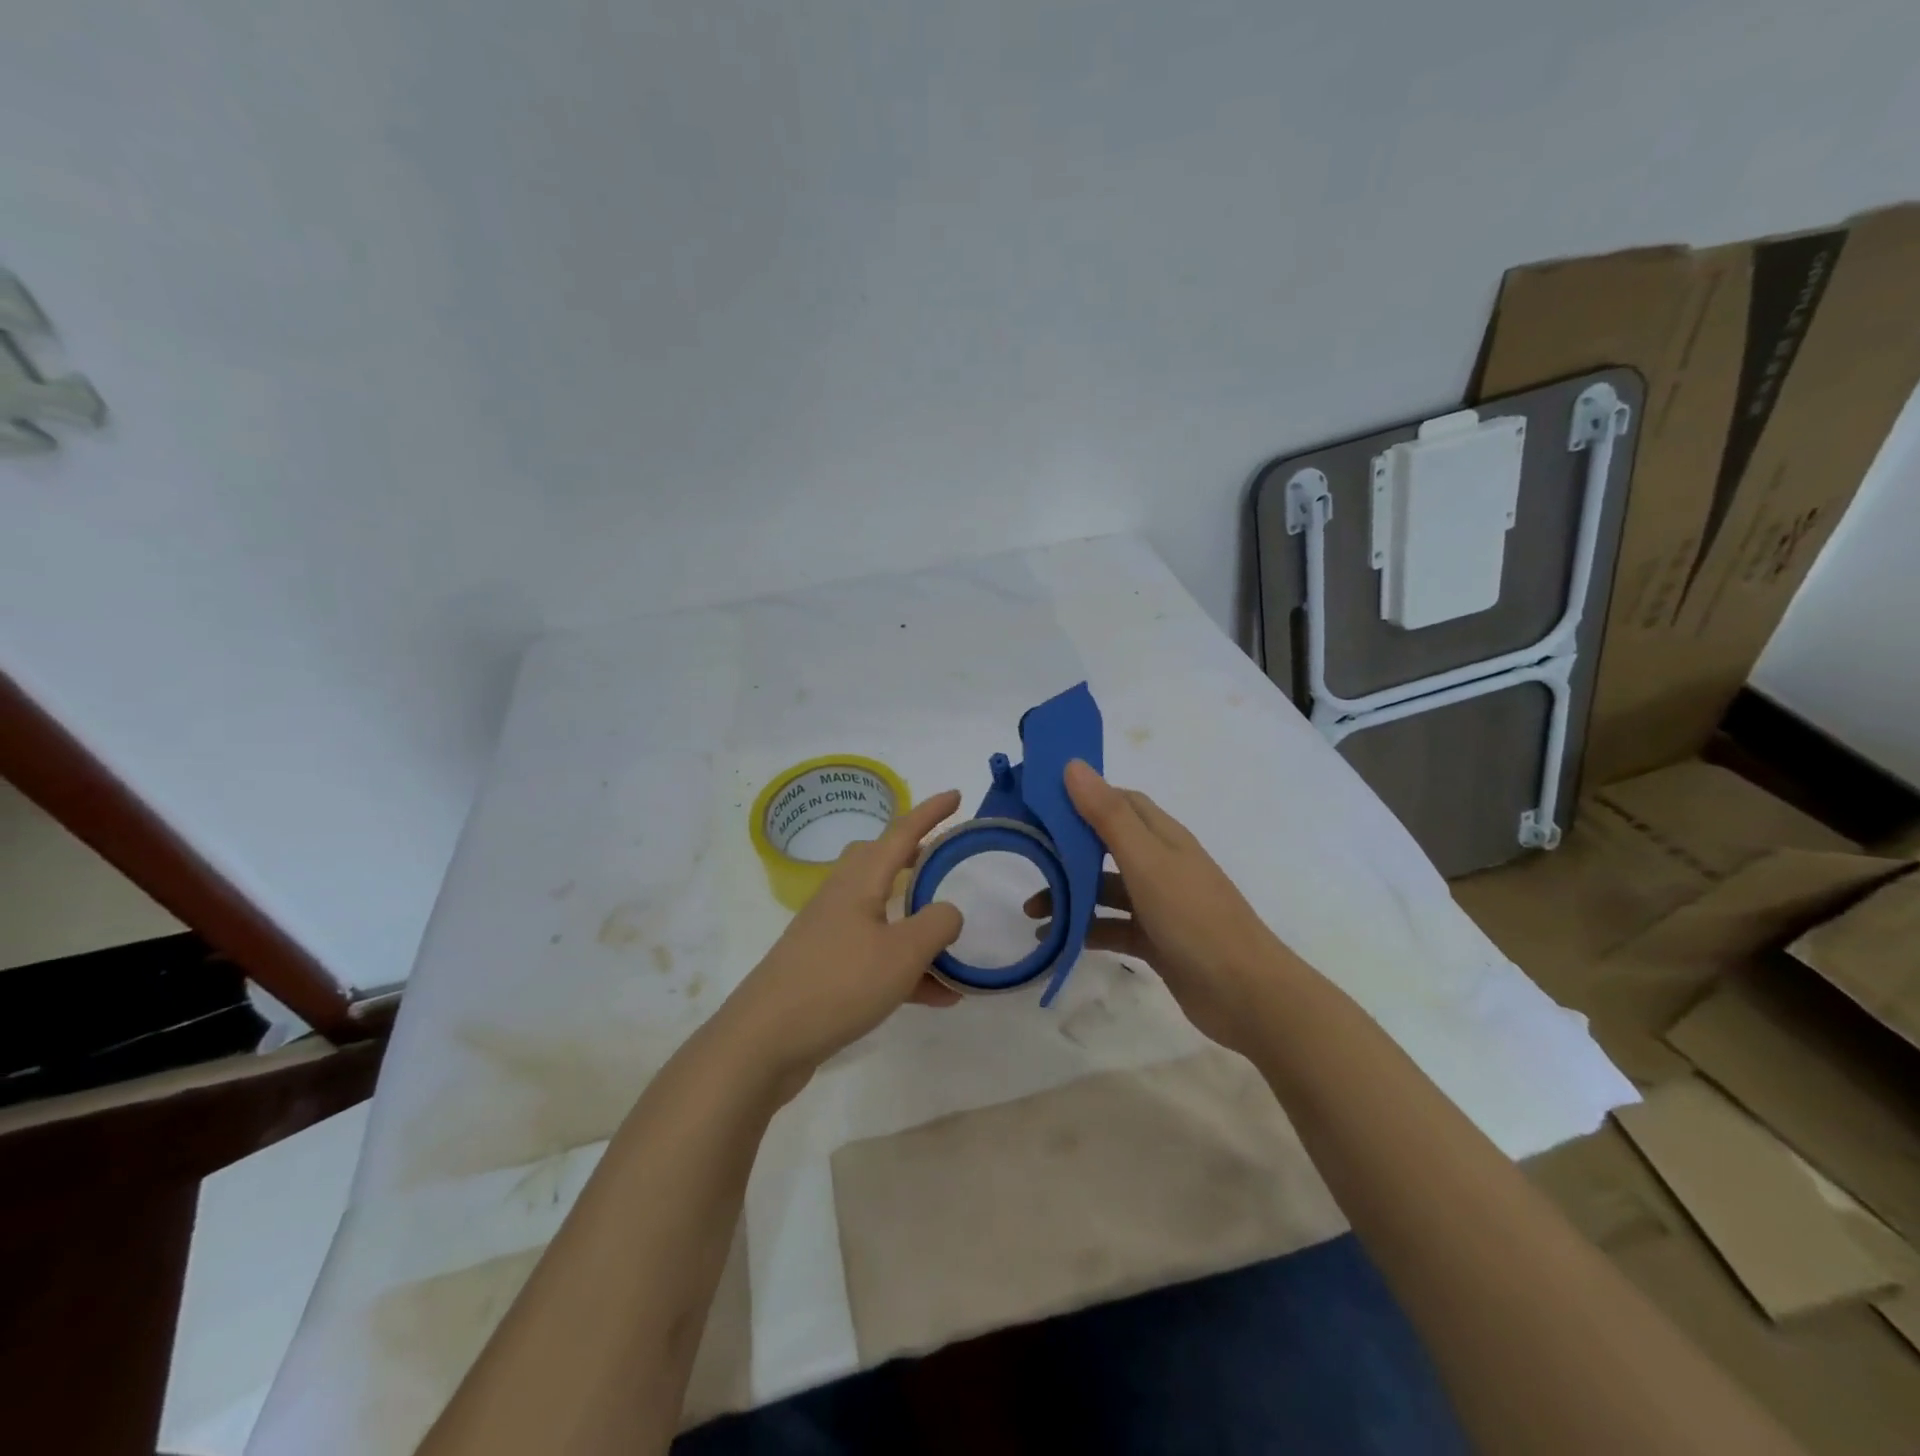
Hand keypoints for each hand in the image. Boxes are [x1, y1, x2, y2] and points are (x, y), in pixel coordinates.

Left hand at [726, 790, 965, 1086]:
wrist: (765, 1041)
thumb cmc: (838, 983)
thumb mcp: (902, 953)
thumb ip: (937, 925)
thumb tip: (948, 911)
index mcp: (859, 881)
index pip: (901, 832)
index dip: (930, 812)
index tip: (956, 796)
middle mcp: (841, 898)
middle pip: (878, 862)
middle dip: (913, 857)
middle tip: (943, 862)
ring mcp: (829, 934)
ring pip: (880, 912)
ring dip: (916, 924)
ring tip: (954, 946)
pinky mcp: (825, 969)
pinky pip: (875, 956)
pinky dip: (906, 966)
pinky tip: (937, 996)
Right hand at [1026, 762, 1293, 1053]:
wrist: (1247, 994)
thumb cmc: (1195, 917)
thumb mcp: (1146, 861)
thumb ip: (1108, 816)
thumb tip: (1073, 765)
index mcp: (1163, 837)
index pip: (1119, 802)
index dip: (1082, 796)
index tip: (1040, 801)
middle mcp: (1161, 864)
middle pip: (1106, 845)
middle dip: (1066, 850)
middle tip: (1028, 858)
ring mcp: (1160, 904)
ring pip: (1105, 890)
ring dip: (1070, 895)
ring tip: (1033, 911)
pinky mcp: (1156, 940)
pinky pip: (1112, 927)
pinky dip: (1084, 930)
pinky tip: (1057, 941)